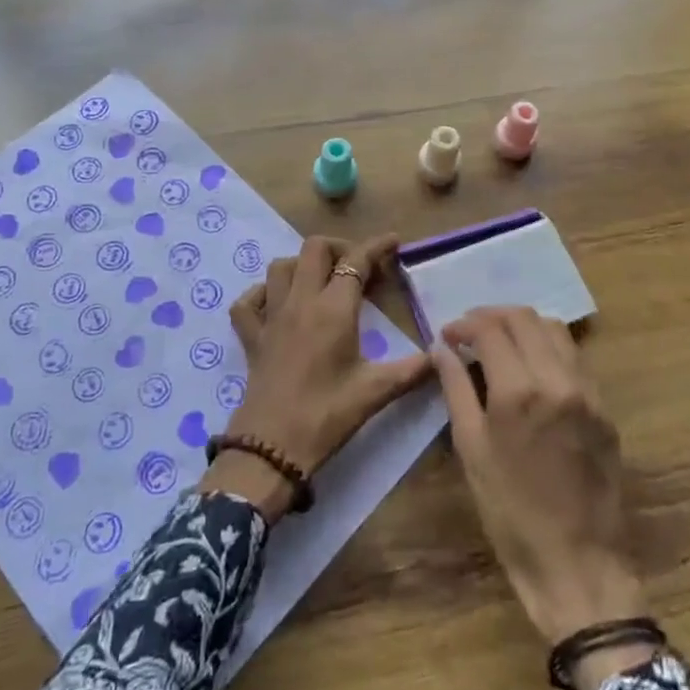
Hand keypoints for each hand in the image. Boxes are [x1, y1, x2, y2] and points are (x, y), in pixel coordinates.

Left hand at [200, 235, 430, 520]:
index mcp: (333, 309)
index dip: (376, 247)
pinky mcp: (252, 337)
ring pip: (281, 267)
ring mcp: (271, 317)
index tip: (393, 242)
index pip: (356, 261)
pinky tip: (277, 304)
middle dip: (340, 249)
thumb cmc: (327, 415)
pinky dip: (262, 294)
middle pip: (314, 249)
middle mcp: (300, 302)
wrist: (272, 447)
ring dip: (303, 265)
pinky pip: (248, 301)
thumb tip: (441, 354)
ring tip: (322, 282)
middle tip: (358, 269)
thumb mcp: (376, 392)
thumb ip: (412, 369)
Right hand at [434, 306, 656, 689]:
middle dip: (491, 316)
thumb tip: (441, 349)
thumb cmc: (511, 513)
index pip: (490, 329)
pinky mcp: (604, 408)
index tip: (447, 335)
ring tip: (499, 343)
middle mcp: (558, 379)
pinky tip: (531, 367)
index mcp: (519, 391)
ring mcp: (587, 392)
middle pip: (524, 318)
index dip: (464, 324)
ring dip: (523, 326)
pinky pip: (574, 358)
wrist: (578, 564)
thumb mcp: (472, 450)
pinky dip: (548, 347)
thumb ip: (456, 389)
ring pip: (554, 330)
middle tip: (469, 333)